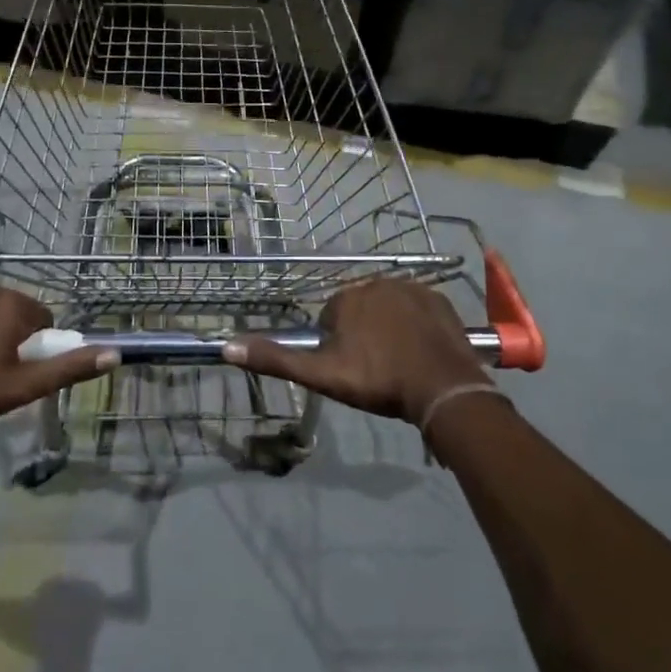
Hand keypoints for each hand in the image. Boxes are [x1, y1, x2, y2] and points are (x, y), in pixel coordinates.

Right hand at [224, 279, 491, 424]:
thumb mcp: (322, 375)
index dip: (337, 348)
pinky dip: (416, 326)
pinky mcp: (440, 300)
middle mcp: (377, 283)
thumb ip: (276, 360)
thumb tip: (227, 347)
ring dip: (390, 330)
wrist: (442, 388)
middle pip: (360, 312)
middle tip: (376, 370)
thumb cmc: (379, 381)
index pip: (331, 320)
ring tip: (400, 365)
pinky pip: (418, 310)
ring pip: (389, 310)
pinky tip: (421, 352)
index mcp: (347, 298)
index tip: (351, 371)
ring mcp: (412, 288)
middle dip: (363, 336)